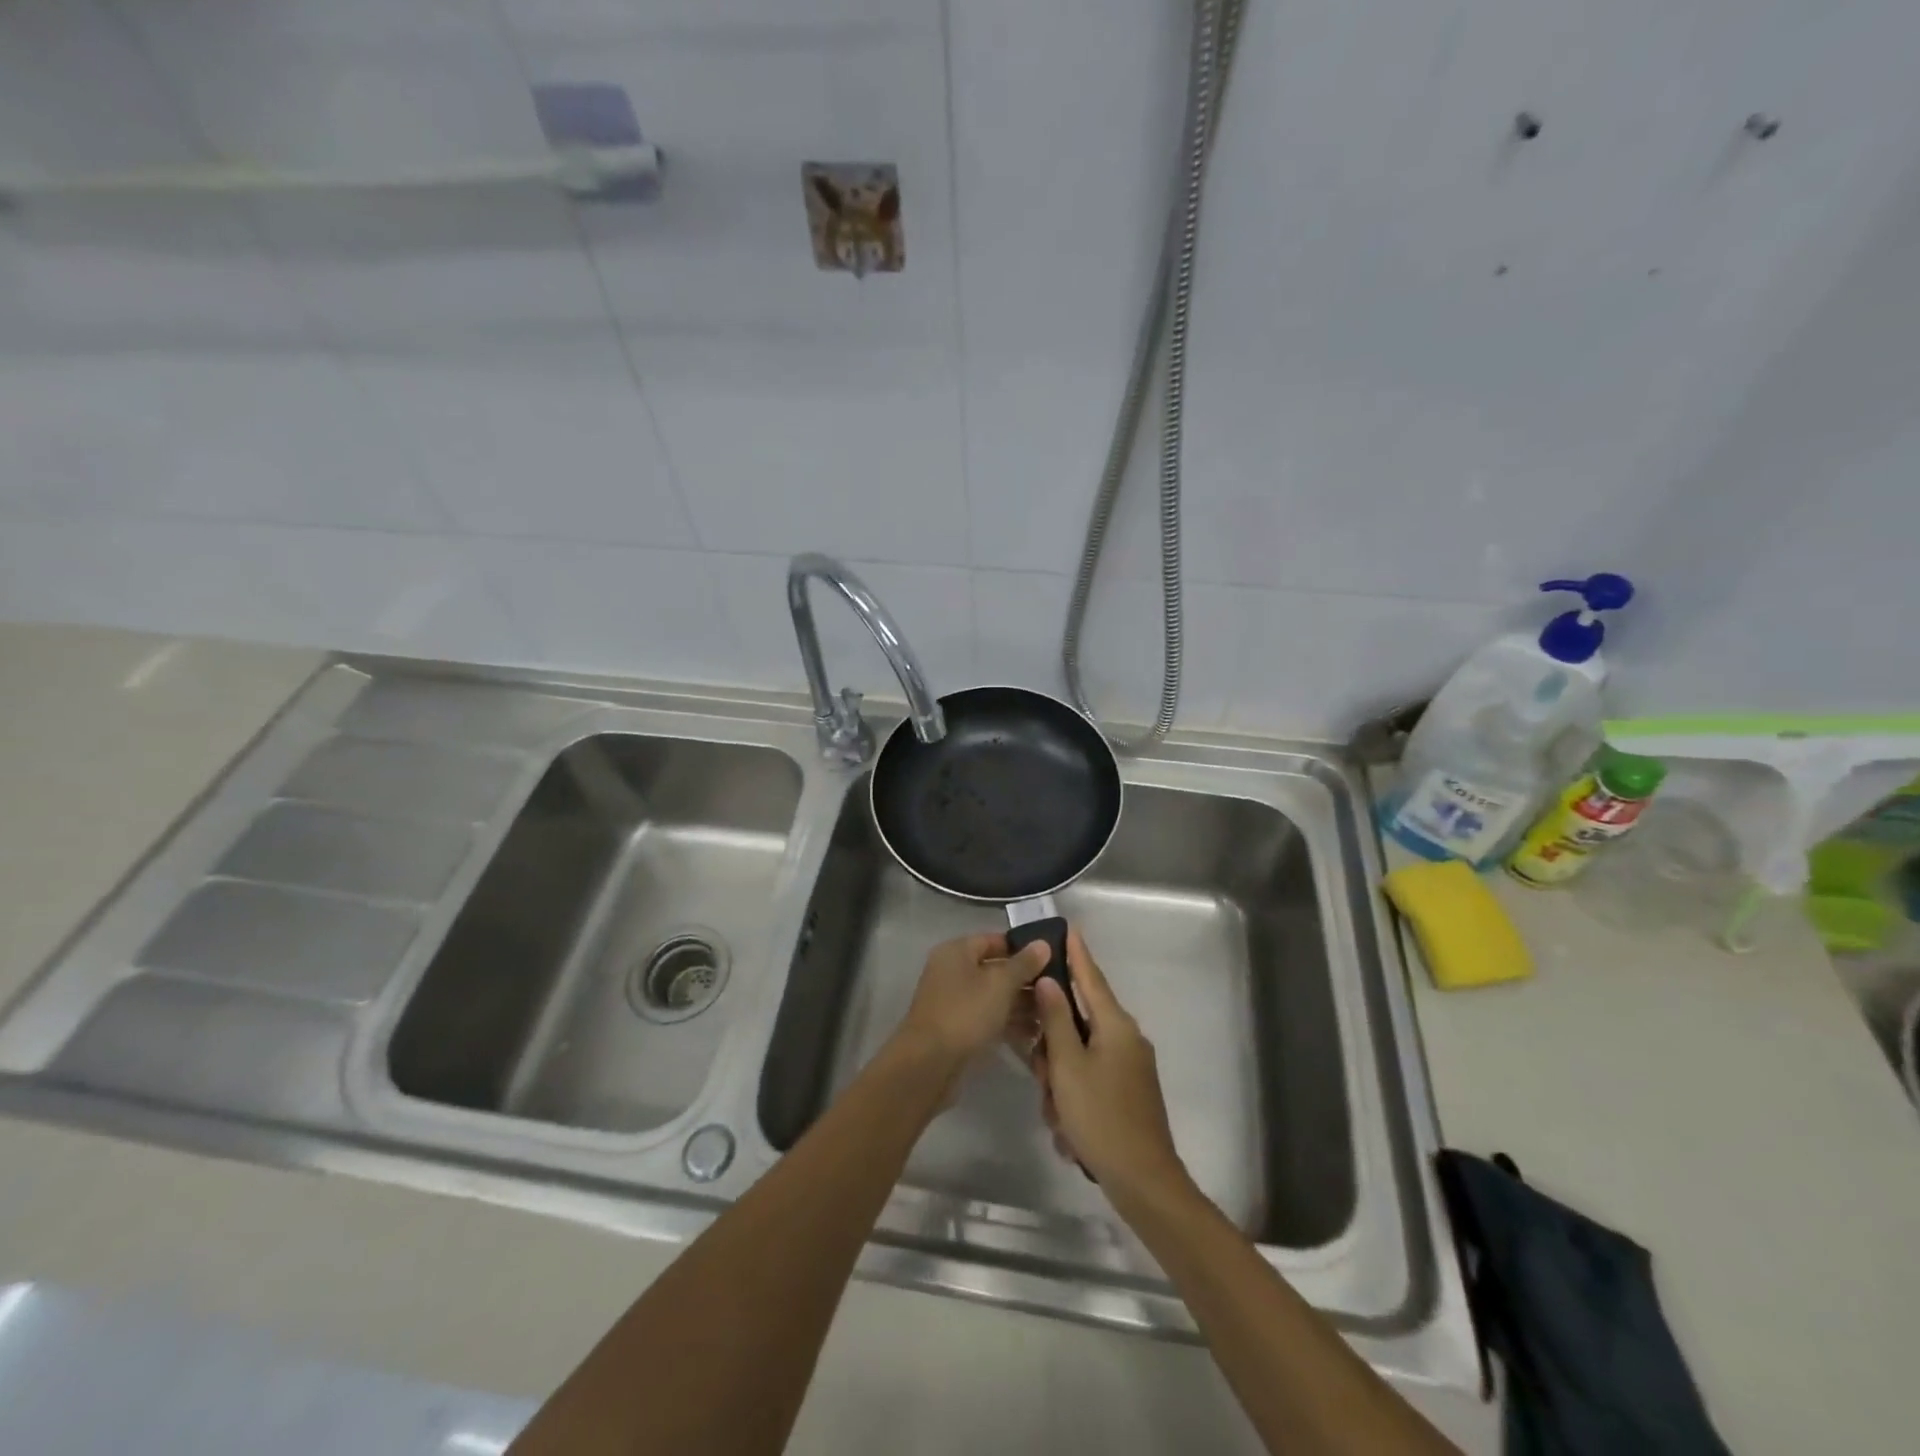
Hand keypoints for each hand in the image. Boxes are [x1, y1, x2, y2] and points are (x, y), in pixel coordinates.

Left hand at [896, 933, 1051, 1069]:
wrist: (928, 1064)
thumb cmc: (965, 1013)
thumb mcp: (1000, 984)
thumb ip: (1024, 963)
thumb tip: (1043, 943)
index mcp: (957, 951)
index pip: (995, 940)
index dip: (1023, 948)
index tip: (1052, 959)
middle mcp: (953, 971)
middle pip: (995, 969)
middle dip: (1026, 980)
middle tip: (1058, 990)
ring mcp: (954, 1001)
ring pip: (994, 996)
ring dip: (1021, 1004)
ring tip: (1052, 1015)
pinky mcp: (958, 1028)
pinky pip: (988, 1018)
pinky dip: (1009, 1023)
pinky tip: (1036, 1035)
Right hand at [1029, 928, 1188, 1200]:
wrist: (1143, 1181)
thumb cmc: (1101, 1117)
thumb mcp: (1067, 1066)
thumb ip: (1056, 1020)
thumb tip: (1050, 980)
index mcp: (1116, 1025)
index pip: (1091, 977)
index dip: (1077, 953)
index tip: (1067, 927)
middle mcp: (1126, 1038)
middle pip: (1078, 1023)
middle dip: (1052, 1049)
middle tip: (1041, 1077)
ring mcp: (1130, 1067)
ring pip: (1079, 1056)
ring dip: (1060, 1081)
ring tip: (1057, 1115)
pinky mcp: (1128, 1092)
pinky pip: (1090, 1080)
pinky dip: (1074, 1099)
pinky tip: (1068, 1131)